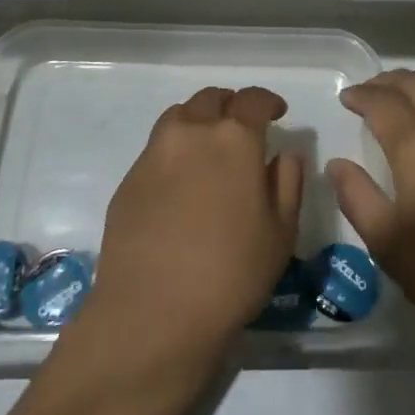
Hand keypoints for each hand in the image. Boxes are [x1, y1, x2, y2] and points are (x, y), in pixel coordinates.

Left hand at [83, 85, 302, 363]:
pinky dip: (174, 151)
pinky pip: (156, 149)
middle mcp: (191, 133)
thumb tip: (283, 153)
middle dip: (231, 105)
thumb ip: (287, 182)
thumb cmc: (231, 274)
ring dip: (199, 121)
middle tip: (242, 128)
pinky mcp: (128, 180)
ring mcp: (153, 154)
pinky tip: (181, 185)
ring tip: (209, 148)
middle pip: (211, 99)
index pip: (253, 99)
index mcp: (234, 139)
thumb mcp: (280, 232)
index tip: (277, 113)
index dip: (268, 101)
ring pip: (179, 116)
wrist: (151, 316)